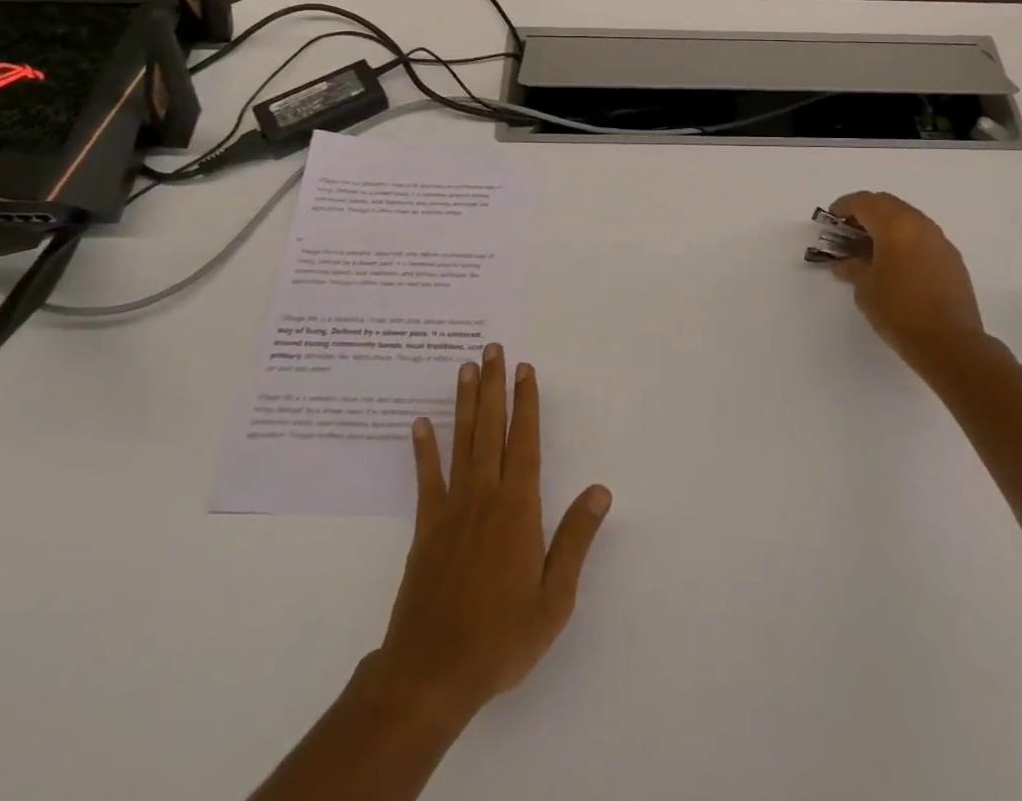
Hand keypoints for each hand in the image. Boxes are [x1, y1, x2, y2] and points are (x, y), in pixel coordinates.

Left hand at [375, 343, 611, 726]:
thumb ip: (575, 539)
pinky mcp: (426, 526)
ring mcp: (452, 508)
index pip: (525, 442)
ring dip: (465, 403)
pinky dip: (424, 449)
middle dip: (494, 386)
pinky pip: (427, 477)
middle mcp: (485, 495)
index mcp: (519, 508)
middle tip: (492, 350)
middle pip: (491, 428)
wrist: (432, 672)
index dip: (527, 403)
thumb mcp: (554, 598)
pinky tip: (420, 423)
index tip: (526, 369)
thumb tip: (600, 491)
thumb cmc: (502, 637)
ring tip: (465, 368)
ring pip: (461, 441)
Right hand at [827, 191, 986, 371]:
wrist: (950, 343)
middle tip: (848, 232)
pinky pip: (923, 237)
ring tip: (871, 248)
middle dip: (865, 212)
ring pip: (908, 218)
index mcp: (894, 225)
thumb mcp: (864, 288)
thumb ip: (852, 267)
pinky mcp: (952, 259)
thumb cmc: (899, 311)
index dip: (843, 207)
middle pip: (887, 204)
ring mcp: (940, 240)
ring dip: (887, 226)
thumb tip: (844, 261)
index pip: (864, 202)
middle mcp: (920, 224)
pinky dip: (905, 240)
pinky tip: (897, 264)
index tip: (831, 220)